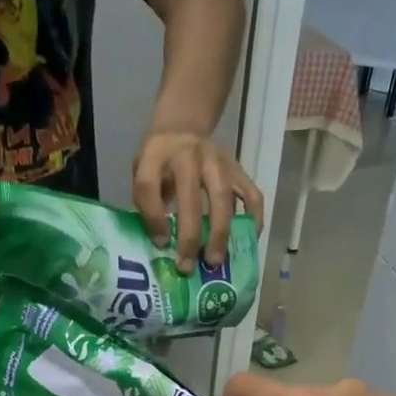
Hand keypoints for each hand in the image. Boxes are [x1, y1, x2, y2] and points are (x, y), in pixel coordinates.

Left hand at [132, 130, 264, 272]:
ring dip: (219, 233)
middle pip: (191, 197)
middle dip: (189, 237)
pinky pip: (251, 194)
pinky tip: (247, 240)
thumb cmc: (159, 162)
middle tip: (187, 267)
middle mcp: (188, 154)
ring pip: (222, 198)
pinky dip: (253, 218)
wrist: (182, 128)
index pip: (149, 186)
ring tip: (215, 261)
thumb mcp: (142, 174)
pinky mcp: (237, 168)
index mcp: (156, 155)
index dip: (153, 218)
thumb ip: (148, 205)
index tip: (160, 244)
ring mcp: (216, 160)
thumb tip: (163, 247)